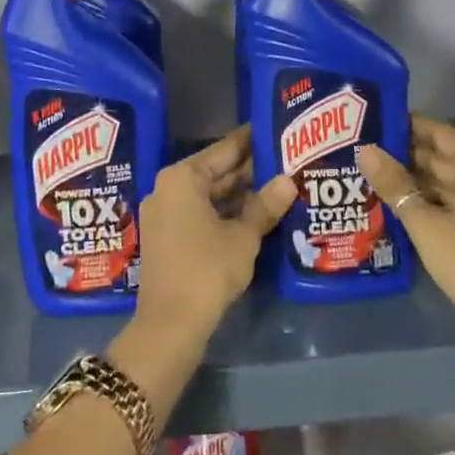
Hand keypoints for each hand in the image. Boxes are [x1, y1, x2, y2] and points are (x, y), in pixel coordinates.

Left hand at [135, 127, 293, 340]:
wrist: (169, 326)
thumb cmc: (206, 271)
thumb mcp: (243, 237)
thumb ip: (266, 205)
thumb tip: (289, 180)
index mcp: (183, 177)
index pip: (225, 149)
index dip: (252, 140)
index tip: (276, 128)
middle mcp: (169, 188)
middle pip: (217, 171)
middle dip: (251, 169)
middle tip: (287, 158)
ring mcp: (166, 213)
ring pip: (210, 194)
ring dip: (242, 193)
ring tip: (281, 183)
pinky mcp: (169, 236)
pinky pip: (202, 213)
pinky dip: (227, 212)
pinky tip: (258, 213)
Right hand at [358, 117, 454, 375]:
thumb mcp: (425, 224)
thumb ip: (395, 185)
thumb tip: (366, 150)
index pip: (441, 133)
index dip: (409, 126)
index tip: (377, 122)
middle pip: (447, 158)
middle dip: (409, 155)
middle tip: (370, 152)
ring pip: (453, 183)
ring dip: (420, 181)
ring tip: (380, 179)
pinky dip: (436, 202)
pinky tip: (407, 209)